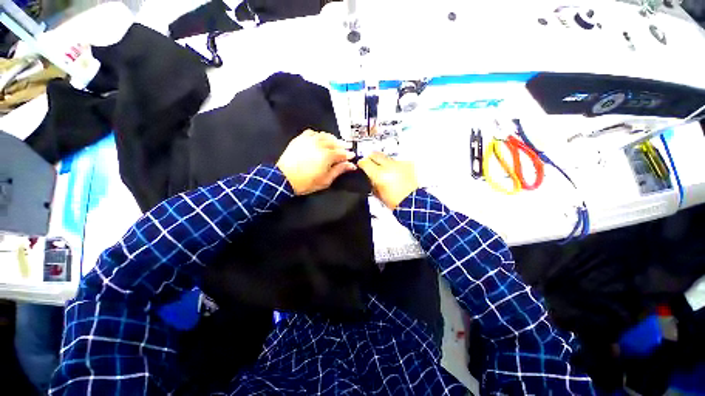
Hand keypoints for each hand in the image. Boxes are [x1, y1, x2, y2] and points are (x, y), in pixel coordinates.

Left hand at [276, 130, 356, 194]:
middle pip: (335, 142)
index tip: (352, 156)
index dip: (348, 154)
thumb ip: (339, 170)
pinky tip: (321, 138)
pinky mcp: (300, 139)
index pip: (341, 153)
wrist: (284, 179)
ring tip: (336, 142)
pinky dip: (319, 135)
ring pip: (325, 135)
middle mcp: (319, 145)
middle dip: (343, 145)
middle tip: (348, 147)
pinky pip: (312, 132)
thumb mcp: (326, 180)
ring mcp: (309, 140)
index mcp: (327, 156)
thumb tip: (351, 165)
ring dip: (333, 138)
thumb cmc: (306, 182)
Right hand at [358, 152, 417, 208]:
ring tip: (385, 171)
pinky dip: (394, 165)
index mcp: (379, 174)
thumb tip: (369, 176)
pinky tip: (395, 173)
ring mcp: (399, 164)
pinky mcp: (407, 164)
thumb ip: (371, 181)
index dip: (361, 163)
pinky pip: (397, 161)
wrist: (411, 201)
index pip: (365, 162)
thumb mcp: (377, 193)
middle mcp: (389, 166)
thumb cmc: (395, 201)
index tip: (361, 164)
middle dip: (371, 158)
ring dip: (383, 162)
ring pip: (386, 157)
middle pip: (375, 154)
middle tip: (370, 163)